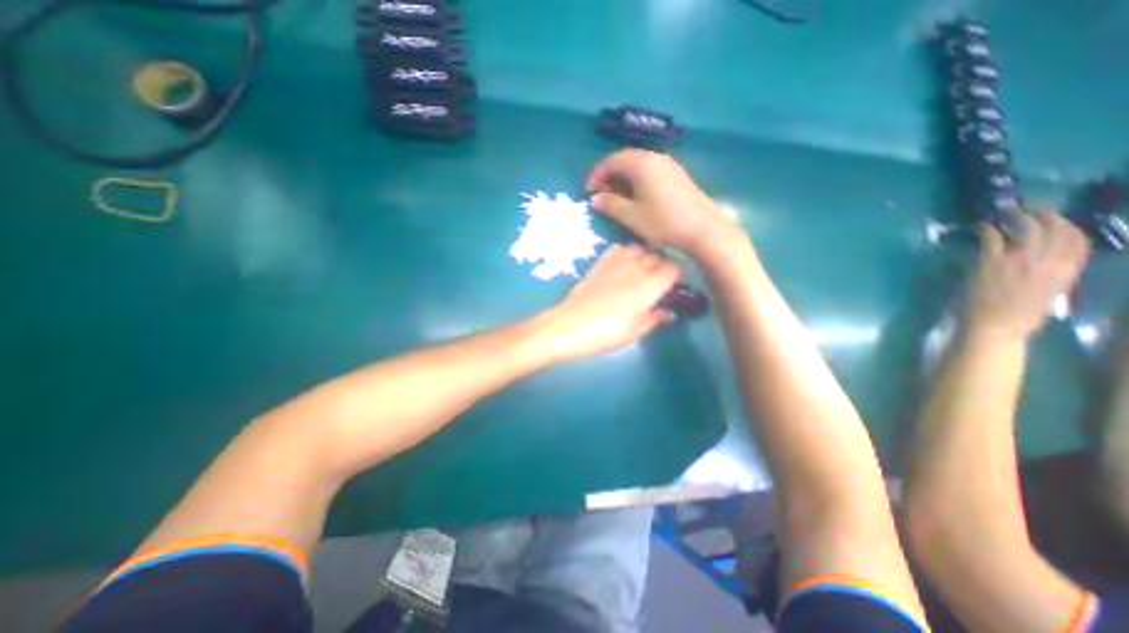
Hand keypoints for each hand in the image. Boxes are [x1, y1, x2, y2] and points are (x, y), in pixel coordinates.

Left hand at [536, 243, 676, 359]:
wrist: (570, 326)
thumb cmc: (605, 334)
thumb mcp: (634, 332)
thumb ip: (654, 319)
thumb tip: (668, 312)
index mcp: (649, 287)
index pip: (672, 270)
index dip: (676, 276)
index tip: (673, 287)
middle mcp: (635, 269)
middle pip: (657, 258)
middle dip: (661, 267)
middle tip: (658, 283)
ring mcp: (616, 263)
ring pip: (638, 249)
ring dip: (644, 257)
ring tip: (641, 272)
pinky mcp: (599, 264)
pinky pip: (618, 249)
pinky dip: (625, 253)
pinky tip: (622, 265)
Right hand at [586, 151, 747, 258]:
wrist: (702, 229)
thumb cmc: (663, 222)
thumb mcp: (632, 216)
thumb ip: (610, 205)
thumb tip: (595, 199)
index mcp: (641, 164)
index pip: (612, 161)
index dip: (597, 175)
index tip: (589, 192)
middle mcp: (655, 158)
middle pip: (625, 160)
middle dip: (609, 176)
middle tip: (601, 195)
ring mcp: (669, 165)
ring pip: (638, 165)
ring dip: (623, 178)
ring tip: (617, 198)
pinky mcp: (677, 175)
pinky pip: (650, 171)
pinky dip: (637, 181)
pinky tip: (636, 198)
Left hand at [966, 209, 1088, 341]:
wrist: (992, 326)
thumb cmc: (1016, 317)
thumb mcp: (1048, 295)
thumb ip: (1051, 277)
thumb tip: (1044, 265)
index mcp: (1067, 272)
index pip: (1079, 241)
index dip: (1068, 227)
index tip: (1057, 220)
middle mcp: (1049, 261)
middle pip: (1056, 229)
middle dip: (1045, 214)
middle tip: (1029, 207)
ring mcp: (1020, 260)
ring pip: (1027, 228)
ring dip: (1016, 216)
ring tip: (1006, 211)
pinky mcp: (991, 262)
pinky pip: (991, 238)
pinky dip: (987, 230)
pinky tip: (982, 227)